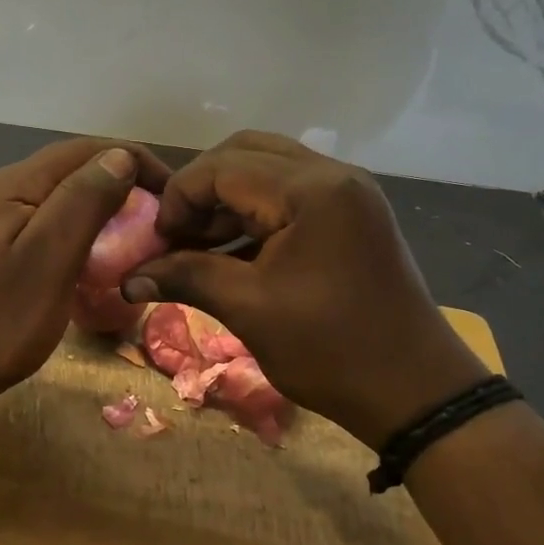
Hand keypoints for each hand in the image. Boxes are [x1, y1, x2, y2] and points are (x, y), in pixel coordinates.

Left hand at [0, 137, 171, 421]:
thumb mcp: (48, 261)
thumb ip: (83, 202)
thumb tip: (121, 156)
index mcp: (11, 185)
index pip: (85, 151)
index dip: (133, 162)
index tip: (172, 196)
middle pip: (71, 171)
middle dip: (120, 185)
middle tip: (158, 222)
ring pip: (59, 198)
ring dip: (101, 209)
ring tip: (135, 238)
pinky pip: (45, 224)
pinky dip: (78, 232)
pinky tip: (92, 258)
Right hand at [122, 131, 488, 447]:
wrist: (415, 392)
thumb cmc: (331, 350)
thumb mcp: (250, 310)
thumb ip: (187, 277)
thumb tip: (128, 278)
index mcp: (312, 190)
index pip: (222, 166)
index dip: (179, 199)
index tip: (158, 244)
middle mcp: (333, 175)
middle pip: (245, 153)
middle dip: (201, 190)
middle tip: (178, 236)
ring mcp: (348, 193)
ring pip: (269, 169)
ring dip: (227, 200)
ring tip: (199, 247)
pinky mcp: (353, 215)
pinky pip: (291, 194)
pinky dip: (256, 212)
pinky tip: (233, 252)